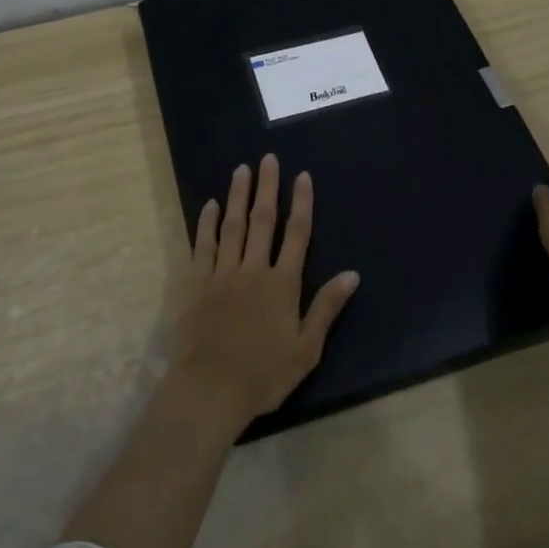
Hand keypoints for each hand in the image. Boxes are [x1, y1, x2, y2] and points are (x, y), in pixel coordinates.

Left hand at [172, 155, 359, 428]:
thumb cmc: (263, 374)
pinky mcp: (197, 284)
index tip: (302, 176)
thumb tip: (352, 274)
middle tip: (268, 159)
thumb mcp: (306, 348)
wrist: (210, 388)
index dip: (301, 203)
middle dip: (268, 188)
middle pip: (263, 221)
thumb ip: (327, 307)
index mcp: (282, 284)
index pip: (297, 234)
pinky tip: (210, 205)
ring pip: (232, 226)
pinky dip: (206, 224)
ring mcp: (222, 274)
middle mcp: (253, 269)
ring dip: (238, 196)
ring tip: (241, 170)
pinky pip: (203, 246)